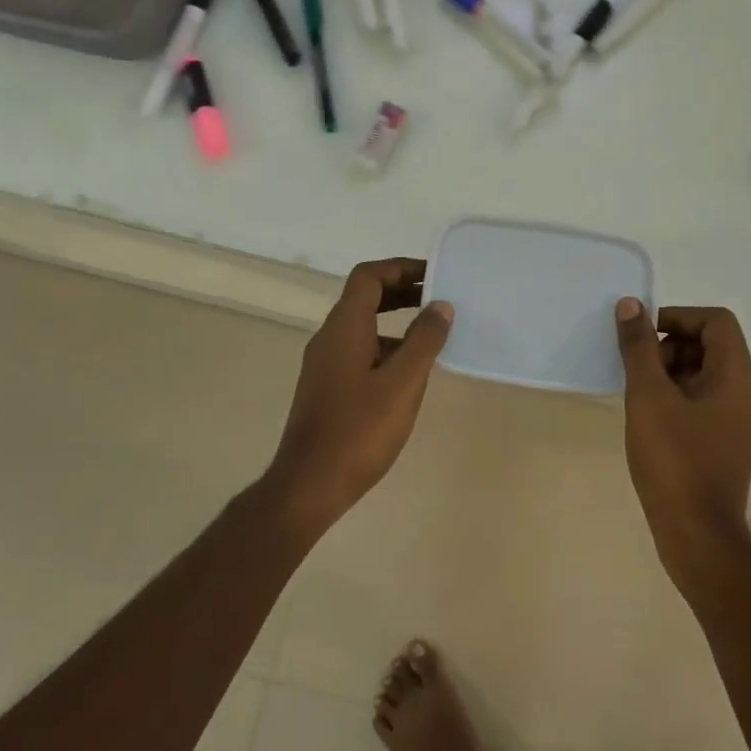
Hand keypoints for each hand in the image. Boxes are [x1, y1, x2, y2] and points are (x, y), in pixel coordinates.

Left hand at [266, 258, 453, 531]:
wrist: (310, 483)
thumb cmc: (359, 430)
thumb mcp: (403, 383)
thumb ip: (424, 340)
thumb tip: (440, 305)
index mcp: (344, 326)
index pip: (368, 276)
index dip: (401, 268)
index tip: (435, 275)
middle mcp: (329, 337)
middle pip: (364, 297)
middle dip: (401, 291)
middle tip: (439, 299)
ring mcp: (324, 364)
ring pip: (362, 326)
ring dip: (395, 321)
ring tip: (432, 336)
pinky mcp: (326, 388)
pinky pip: (358, 351)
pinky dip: (385, 347)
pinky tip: (408, 373)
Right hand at [615, 299, 750, 569]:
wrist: (696, 534)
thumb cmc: (674, 460)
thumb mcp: (648, 397)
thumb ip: (638, 348)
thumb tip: (630, 306)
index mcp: (738, 378)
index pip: (717, 322)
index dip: (677, 318)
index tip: (642, 336)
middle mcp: (747, 394)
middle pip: (712, 346)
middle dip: (670, 347)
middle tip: (637, 371)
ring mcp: (739, 421)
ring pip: (705, 374)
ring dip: (669, 372)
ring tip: (639, 397)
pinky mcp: (726, 442)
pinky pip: (703, 401)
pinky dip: (676, 397)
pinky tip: (648, 418)